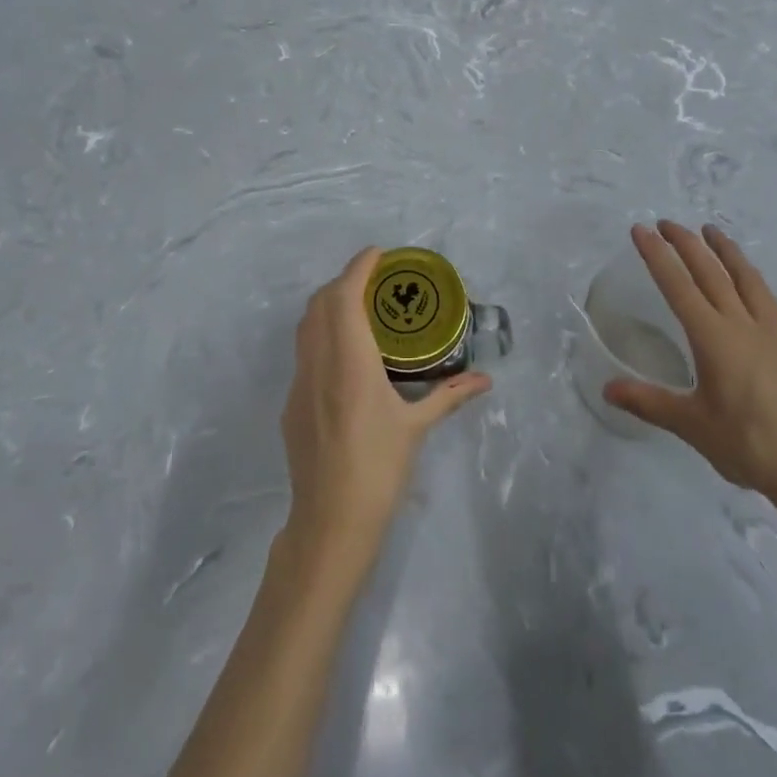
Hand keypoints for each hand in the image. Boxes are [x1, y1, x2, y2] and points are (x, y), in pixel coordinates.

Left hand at [281, 248, 491, 576]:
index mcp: (350, 361)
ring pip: (306, 325)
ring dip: (329, 305)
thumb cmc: (378, 469)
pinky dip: (321, 334)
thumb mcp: (416, 428)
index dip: (358, 267)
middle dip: (344, 281)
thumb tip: (485, 380)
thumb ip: (449, 396)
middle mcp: (319, 362)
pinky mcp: (291, 403)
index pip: (345, 296)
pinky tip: (344, 355)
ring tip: (360, 309)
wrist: (329, 523)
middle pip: (321, 303)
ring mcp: (299, 382)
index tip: (379, 253)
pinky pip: (304, 351)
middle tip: (375, 281)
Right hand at [603, 221, 776, 517]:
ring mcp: (770, 330)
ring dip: (723, 249)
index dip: (657, 256)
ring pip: (743, 276)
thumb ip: (649, 402)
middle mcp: (741, 324)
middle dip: (685, 244)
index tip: (641, 230)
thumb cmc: (748, 445)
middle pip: (710, 272)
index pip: (678, 286)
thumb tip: (607, 390)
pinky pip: (765, 294)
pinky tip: (747, 275)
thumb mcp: (691, 425)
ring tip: (709, 229)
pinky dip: (749, 273)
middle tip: (665, 223)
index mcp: (713, 338)